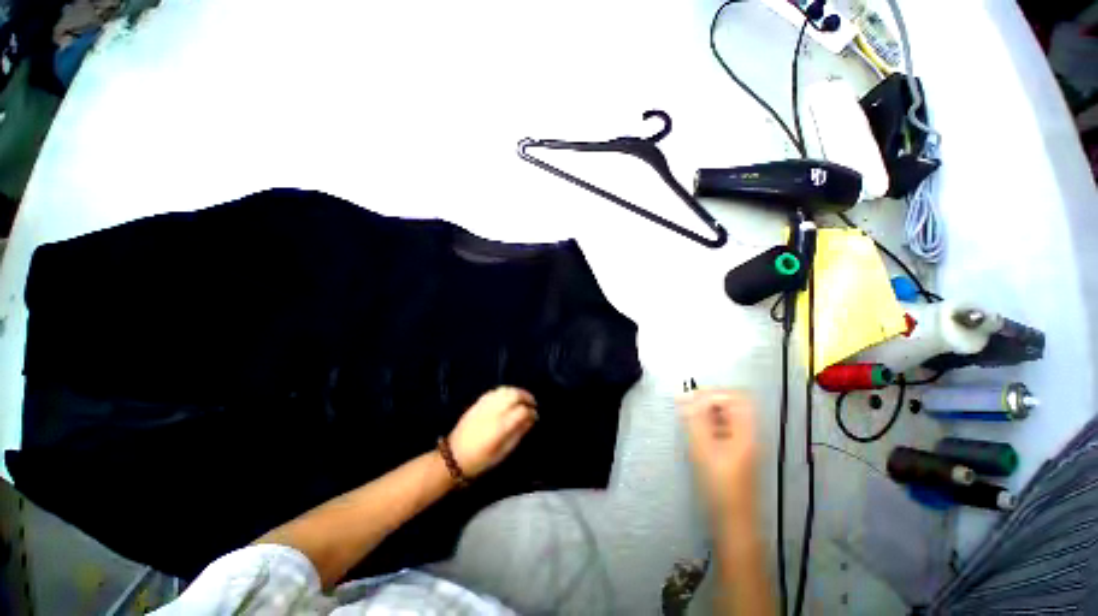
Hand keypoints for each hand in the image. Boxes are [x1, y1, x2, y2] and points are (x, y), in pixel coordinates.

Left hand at [449, 387, 537, 477]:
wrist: (453, 457)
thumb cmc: (481, 460)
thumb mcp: (503, 452)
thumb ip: (518, 433)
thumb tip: (531, 419)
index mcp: (500, 426)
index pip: (521, 410)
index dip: (531, 411)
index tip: (535, 416)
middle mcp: (493, 412)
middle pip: (514, 395)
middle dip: (526, 396)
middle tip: (532, 403)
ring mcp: (484, 405)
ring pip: (505, 390)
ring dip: (516, 392)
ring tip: (522, 399)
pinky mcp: (477, 403)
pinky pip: (495, 391)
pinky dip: (505, 391)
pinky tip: (509, 398)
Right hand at [679, 389, 758, 518]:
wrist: (734, 520)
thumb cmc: (720, 484)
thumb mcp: (703, 448)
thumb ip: (695, 419)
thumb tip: (686, 397)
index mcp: (747, 430)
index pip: (735, 397)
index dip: (713, 393)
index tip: (691, 398)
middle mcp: (749, 433)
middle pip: (733, 404)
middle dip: (709, 400)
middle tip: (687, 405)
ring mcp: (745, 443)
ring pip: (728, 416)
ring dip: (708, 411)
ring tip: (688, 417)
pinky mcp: (737, 452)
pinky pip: (725, 428)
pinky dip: (710, 424)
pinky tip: (697, 431)